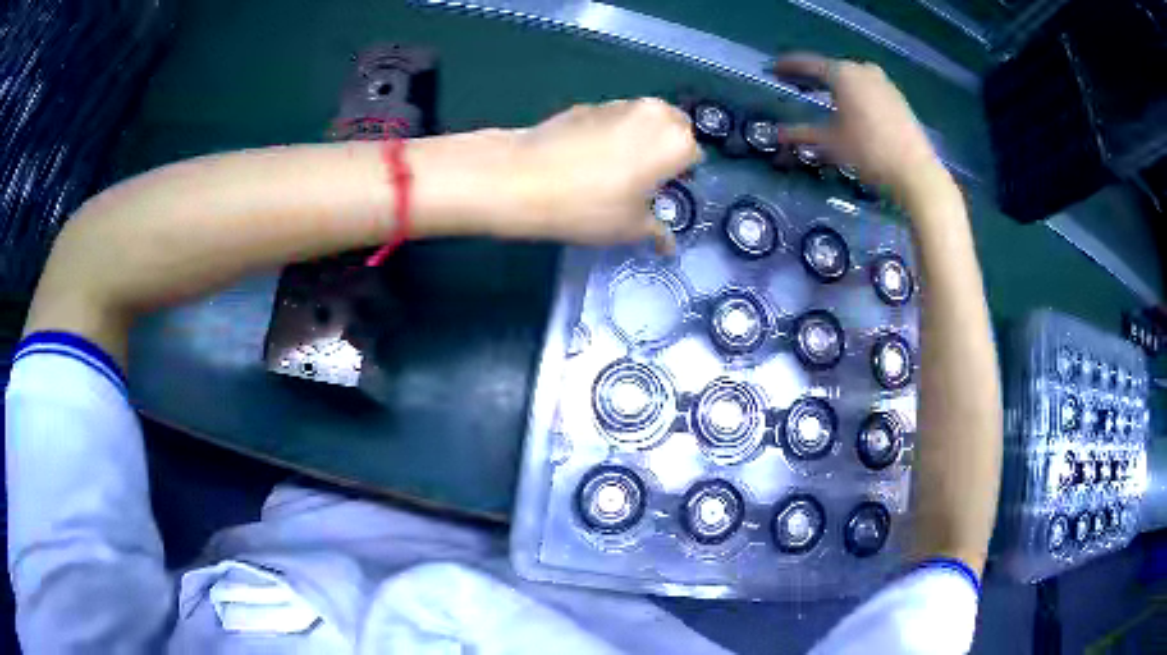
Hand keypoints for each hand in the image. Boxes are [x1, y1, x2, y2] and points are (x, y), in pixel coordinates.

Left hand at [505, 98, 701, 250]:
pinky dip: (612, 133)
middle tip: (643, 179)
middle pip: (674, 128)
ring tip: (614, 169)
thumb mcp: (630, 228)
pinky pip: (614, 118)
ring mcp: (619, 104)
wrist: (523, 177)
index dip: (680, 177)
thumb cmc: (590, 206)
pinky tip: (587, 158)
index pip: (694, 156)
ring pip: (644, 119)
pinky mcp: (589, 104)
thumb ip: (657, 231)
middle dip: (666, 149)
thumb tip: (668, 244)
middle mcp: (654, 113)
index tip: (661, 194)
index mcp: (676, 141)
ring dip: (640, 138)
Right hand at [772, 54, 944, 197]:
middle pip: (832, 69)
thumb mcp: (831, 143)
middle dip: (813, 76)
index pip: (808, 64)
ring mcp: (884, 83)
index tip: (773, 69)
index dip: (788, 66)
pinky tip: (850, 109)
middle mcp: (863, 70)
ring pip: (852, 78)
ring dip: (836, 85)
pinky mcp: (898, 99)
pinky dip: (854, 94)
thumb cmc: (869, 153)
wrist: (916, 174)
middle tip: (797, 84)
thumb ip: (802, 133)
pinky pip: (868, 89)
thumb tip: (777, 134)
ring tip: (822, 96)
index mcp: (843, 74)